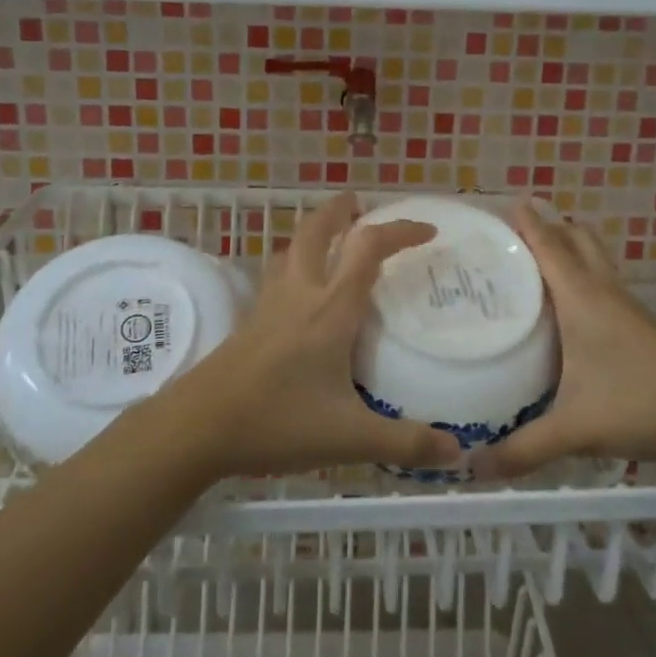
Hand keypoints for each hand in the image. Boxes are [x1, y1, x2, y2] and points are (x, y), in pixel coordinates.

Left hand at [159, 193, 463, 478]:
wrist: (197, 427)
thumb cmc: (276, 422)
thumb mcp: (349, 438)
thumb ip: (404, 443)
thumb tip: (458, 453)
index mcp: (330, 310)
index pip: (367, 249)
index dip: (399, 231)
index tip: (427, 231)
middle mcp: (299, 295)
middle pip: (316, 231)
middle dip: (340, 211)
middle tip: (359, 203)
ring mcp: (268, 306)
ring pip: (290, 250)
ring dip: (313, 234)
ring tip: (330, 239)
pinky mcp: (249, 322)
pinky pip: (275, 277)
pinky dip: (293, 266)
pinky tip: (297, 293)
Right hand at [471, 202, 655, 477]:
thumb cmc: (642, 404)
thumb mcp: (577, 429)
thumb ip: (524, 449)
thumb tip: (472, 468)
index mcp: (582, 300)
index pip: (550, 247)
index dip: (528, 222)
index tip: (507, 200)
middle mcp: (604, 294)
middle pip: (579, 240)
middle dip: (552, 227)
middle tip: (519, 230)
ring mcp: (627, 309)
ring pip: (596, 262)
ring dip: (571, 250)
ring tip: (538, 262)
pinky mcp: (642, 327)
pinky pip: (605, 286)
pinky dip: (584, 278)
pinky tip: (572, 310)